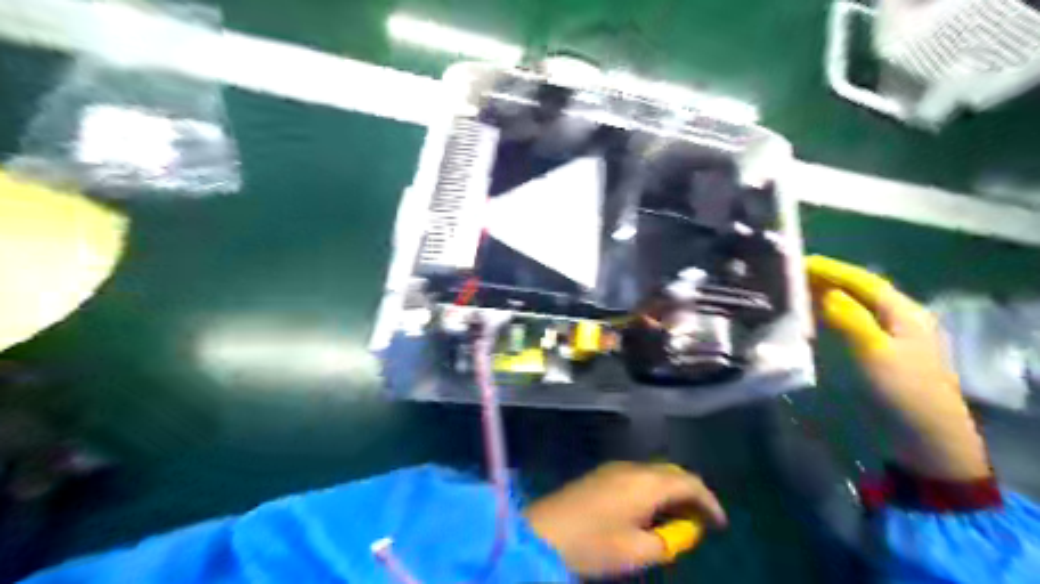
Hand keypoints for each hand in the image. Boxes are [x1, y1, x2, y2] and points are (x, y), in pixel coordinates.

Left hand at [525, 460, 725, 578]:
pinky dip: (653, 490)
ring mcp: (614, 468)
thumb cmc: (593, 544)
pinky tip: (651, 511)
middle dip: (690, 494)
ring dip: (671, 491)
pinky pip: (638, 476)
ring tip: (679, 519)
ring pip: (654, 473)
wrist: (543, 532)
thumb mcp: (636, 551)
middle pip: (672, 473)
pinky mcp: (601, 474)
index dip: (709, 501)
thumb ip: (668, 539)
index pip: (688, 482)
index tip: (720, 524)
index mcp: (645, 483)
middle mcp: (632, 468)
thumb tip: (684, 528)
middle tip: (701, 521)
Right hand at [804, 255, 989, 478]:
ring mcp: (892, 335)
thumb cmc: (901, 390)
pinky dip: (832, 313)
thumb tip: (824, 292)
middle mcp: (900, 317)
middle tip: (792, 274)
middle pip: (860, 290)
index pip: (863, 281)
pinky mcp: (882, 352)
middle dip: (828, 279)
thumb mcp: (874, 351)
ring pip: (856, 305)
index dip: (832, 269)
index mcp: (904, 312)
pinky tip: (814, 316)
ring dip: (828, 295)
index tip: (799, 262)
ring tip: (797, 290)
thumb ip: (849, 317)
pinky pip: (853, 322)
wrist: (926, 436)